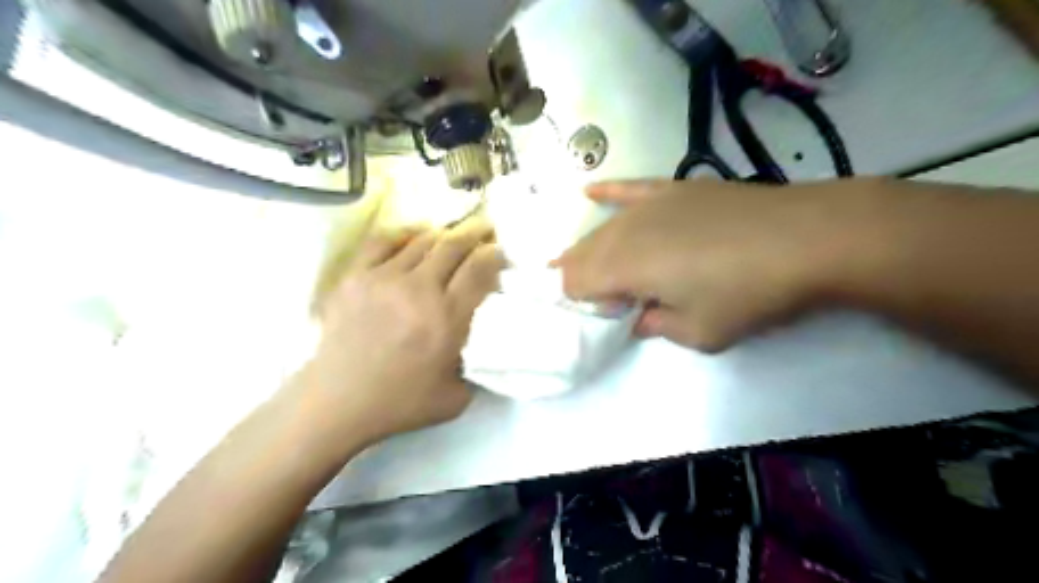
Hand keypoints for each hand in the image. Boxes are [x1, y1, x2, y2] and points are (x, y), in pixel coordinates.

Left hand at [302, 218, 505, 442]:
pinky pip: (382, 242)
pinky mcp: (356, 276)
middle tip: (485, 229)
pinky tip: (414, 235)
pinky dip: (403, 234)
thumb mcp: (457, 397)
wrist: (339, 401)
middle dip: (475, 233)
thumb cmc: (401, 402)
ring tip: (452, 236)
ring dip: (443, 235)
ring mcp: (384, 278)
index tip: (500, 250)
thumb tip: (485, 343)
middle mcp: (419, 290)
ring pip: (422, 241)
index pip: (479, 270)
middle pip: (453, 246)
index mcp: (448, 318)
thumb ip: (477, 367)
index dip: (494, 254)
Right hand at [551, 177, 869, 350]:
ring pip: (603, 228)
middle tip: (601, 296)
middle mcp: (626, 232)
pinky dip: (607, 191)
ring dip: (592, 248)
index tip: (608, 315)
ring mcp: (649, 206)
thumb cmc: (748, 294)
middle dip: (580, 275)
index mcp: (625, 269)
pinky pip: (629, 188)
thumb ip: (657, 326)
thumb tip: (640, 318)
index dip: (580, 301)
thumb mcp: (700, 333)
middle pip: (585, 253)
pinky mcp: (673, 189)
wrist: (806, 238)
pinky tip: (589, 191)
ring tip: (592, 263)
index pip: (576, 283)